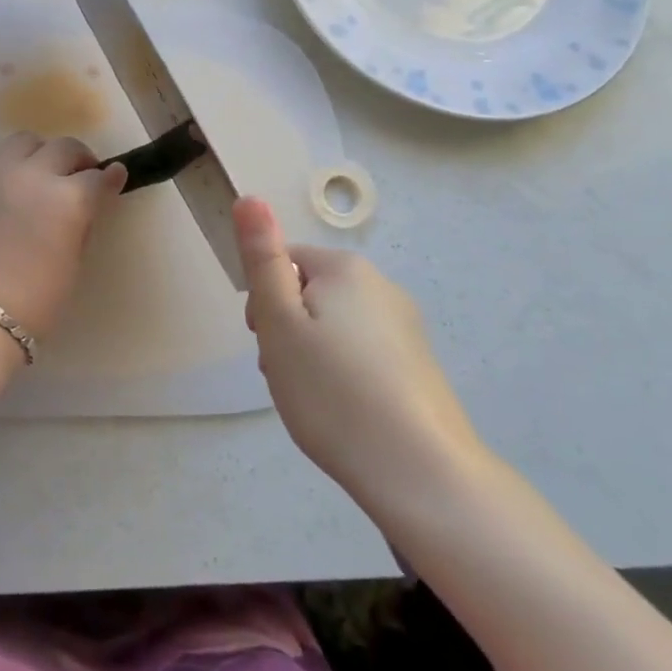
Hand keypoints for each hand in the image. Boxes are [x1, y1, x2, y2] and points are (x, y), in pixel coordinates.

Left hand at [0, 134, 128, 337]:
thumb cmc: (31, 305)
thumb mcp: (72, 265)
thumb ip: (80, 225)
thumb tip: (85, 206)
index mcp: (67, 199)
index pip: (97, 178)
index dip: (109, 179)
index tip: (113, 178)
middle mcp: (31, 175)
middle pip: (63, 147)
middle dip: (77, 159)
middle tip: (79, 175)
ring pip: (23, 142)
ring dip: (38, 154)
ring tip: (37, 175)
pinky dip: (2, 172)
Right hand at [236, 196, 489, 525]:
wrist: (421, 473)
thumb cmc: (333, 391)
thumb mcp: (280, 322)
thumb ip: (263, 258)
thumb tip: (250, 197)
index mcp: (345, 269)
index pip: (284, 262)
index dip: (264, 301)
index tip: (266, 343)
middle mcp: (381, 286)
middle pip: (309, 292)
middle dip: (288, 328)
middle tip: (285, 373)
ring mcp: (405, 327)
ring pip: (333, 326)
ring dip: (311, 353)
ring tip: (311, 399)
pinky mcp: (418, 365)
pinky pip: (361, 353)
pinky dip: (342, 374)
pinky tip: (342, 411)